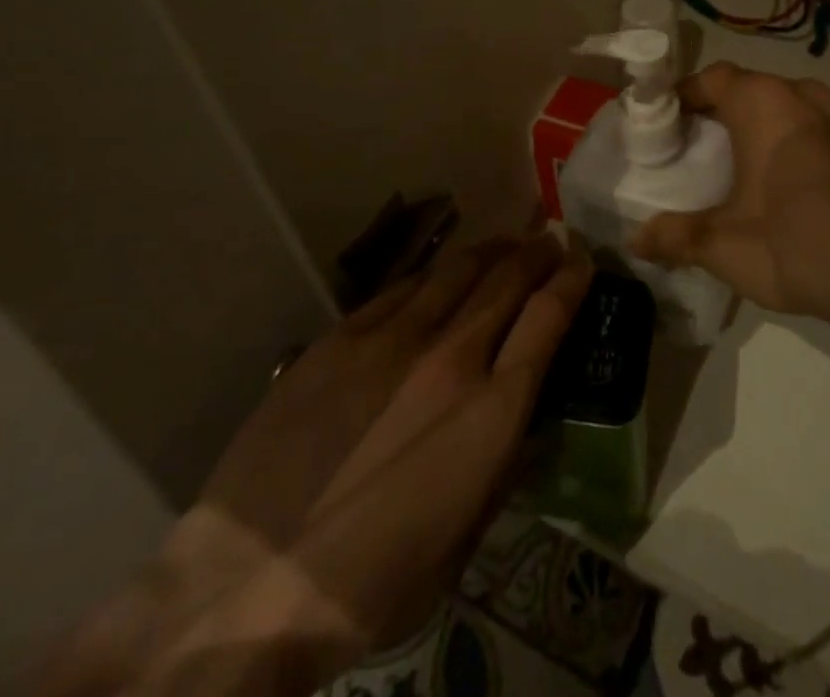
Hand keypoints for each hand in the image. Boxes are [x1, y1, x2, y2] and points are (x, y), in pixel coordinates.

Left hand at [38, 236, 589, 696]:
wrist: (247, 587)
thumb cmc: (370, 584)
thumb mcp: (464, 536)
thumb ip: (503, 460)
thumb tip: (523, 413)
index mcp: (491, 411)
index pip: (549, 317)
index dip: (572, 280)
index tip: (582, 262)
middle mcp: (450, 357)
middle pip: (507, 278)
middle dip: (537, 253)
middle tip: (550, 241)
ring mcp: (391, 340)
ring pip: (457, 270)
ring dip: (490, 252)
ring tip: (503, 245)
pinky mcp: (340, 338)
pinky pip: (401, 288)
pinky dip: (432, 277)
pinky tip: (436, 279)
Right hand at [631, 63, 829, 323]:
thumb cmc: (791, 242)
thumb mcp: (722, 244)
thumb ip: (675, 237)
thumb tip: (635, 241)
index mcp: (763, 102)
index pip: (712, 79)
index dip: (684, 96)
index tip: (664, 122)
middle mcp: (801, 95)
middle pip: (749, 88)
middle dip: (720, 111)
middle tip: (694, 144)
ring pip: (785, 106)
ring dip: (759, 124)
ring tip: (738, 162)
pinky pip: (813, 128)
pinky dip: (790, 141)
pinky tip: (784, 182)